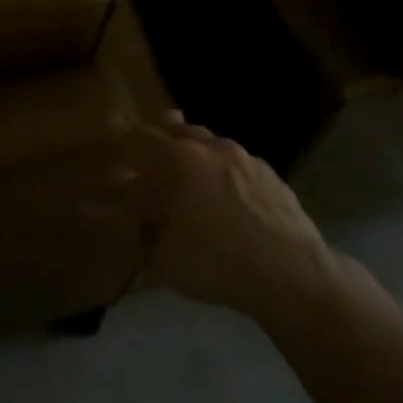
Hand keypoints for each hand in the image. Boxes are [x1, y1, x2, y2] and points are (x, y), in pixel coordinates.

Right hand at [114, 113, 341, 322]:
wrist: (294, 274)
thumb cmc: (218, 262)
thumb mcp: (163, 257)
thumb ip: (134, 232)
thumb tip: (108, 215)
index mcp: (178, 159)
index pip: (139, 136)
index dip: (120, 134)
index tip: (109, 128)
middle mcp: (210, 147)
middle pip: (176, 128)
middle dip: (157, 134)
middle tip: (145, 149)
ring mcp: (245, 157)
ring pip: (208, 141)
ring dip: (190, 149)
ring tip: (184, 168)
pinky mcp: (271, 174)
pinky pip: (234, 161)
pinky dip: (219, 168)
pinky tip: (222, 191)